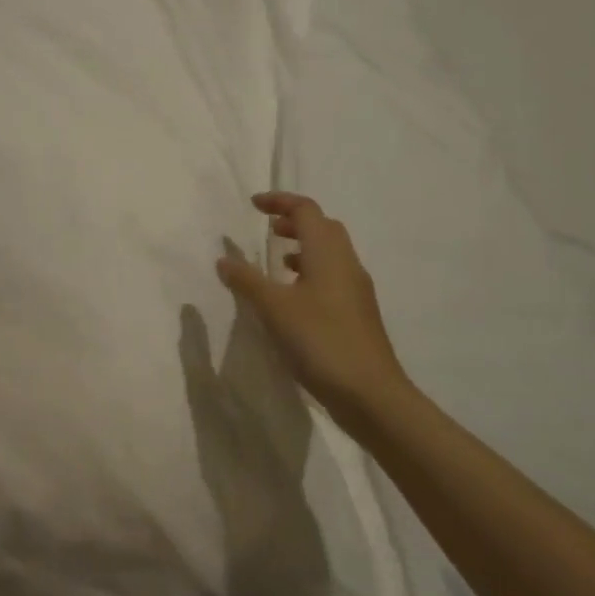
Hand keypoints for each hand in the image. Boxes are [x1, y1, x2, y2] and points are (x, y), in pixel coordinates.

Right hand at [217, 191, 412, 418]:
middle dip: (294, 221)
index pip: (306, 211)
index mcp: (328, 253)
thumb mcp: (274, 309)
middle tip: (267, 229)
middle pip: (323, 227)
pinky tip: (293, 297)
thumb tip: (224, 259)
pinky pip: (332, 276)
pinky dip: (311, 272)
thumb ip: (247, 281)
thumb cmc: (320, 341)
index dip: (280, 201)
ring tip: (277, 260)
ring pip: (330, 253)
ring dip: (303, 247)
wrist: (370, 394)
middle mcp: (346, 264)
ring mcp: (356, 290)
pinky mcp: (357, 313)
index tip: (253, 205)